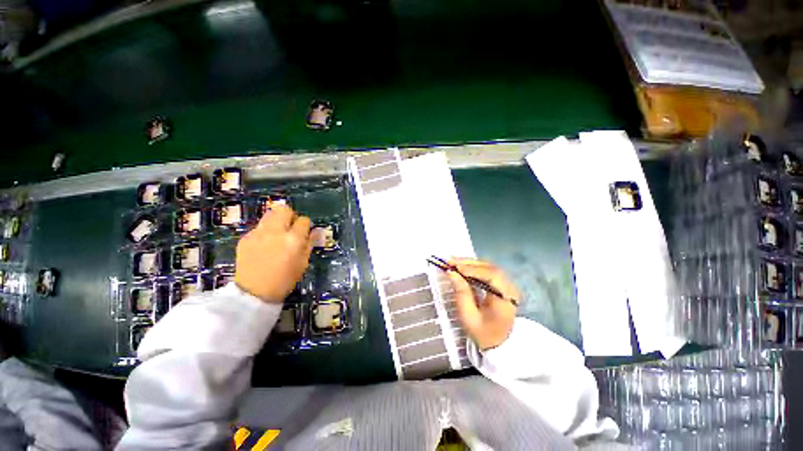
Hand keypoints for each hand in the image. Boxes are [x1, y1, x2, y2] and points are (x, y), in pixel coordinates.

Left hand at [235, 205, 311, 302]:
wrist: (253, 293)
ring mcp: (258, 233)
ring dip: (277, 220)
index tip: (304, 233)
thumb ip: (310, 243)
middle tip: (291, 228)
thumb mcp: (303, 262)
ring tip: (277, 233)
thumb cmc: (285, 280)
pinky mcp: (245, 237)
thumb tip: (317, 231)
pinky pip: (259, 227)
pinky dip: (265, 232)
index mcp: (294, 239)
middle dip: (290, 216)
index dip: (306, 226)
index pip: (304, 220)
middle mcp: (276, 232)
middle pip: (285, 209)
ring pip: (270, 214)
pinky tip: (264, 245)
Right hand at [447, 258, 518, 350]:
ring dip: (470, 263)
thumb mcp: (469, 316)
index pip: (492, 276)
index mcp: (505, 299)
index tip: (455, 268)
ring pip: (489, 266)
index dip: (473, 269)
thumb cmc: (482, 332)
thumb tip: (451, 273)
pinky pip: (488, 270)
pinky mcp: (502, 284)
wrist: (498, 343)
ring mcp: (507, 285)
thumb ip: (461, 293)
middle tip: (450, 261)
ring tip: (453, 262)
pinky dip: (474, 267)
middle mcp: (510, 289)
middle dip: (469, 263)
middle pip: (490, 268)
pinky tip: (462, 267)